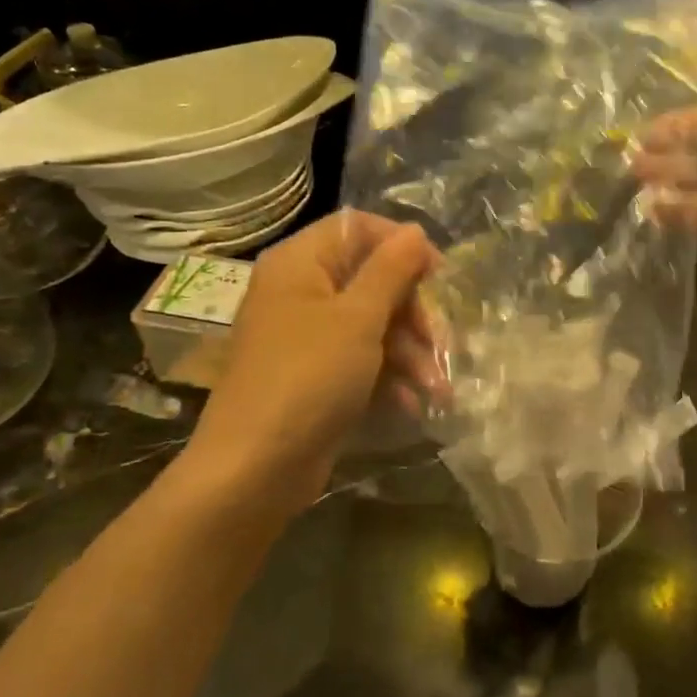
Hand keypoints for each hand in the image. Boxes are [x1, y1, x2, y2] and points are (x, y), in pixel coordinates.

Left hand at [183, 210, 437, 510]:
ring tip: (437, 388)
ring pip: (372, 324)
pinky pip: (360, 359)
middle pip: (371, 279)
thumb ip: (391, 270)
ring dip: (409, 352)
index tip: (439, 275)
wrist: (255, 468)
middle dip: (413, 311)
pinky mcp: (315, 375)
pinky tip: (412, 404)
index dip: (402, 245)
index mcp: (300, 263)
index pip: (358, 228)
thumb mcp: (358, 318)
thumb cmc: (309, 377)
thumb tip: (416, 231)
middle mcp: (300, 291)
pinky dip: (388, 376)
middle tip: (440, 341)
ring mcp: (307, 336)